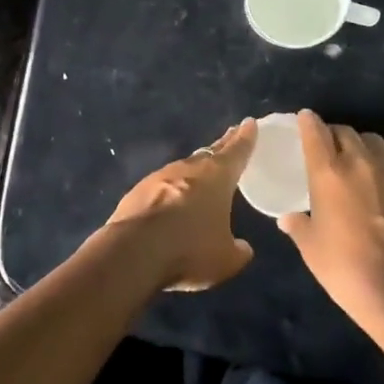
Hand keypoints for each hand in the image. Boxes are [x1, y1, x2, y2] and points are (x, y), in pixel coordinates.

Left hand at [100, 120, 258, 291]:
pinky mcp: (138, 191)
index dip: (245, 138)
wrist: (133, 250)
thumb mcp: (225, 260)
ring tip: (203, 172)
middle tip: (231, 136)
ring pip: (184, 168)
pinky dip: (171, 189)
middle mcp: (188, 169)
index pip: (236, 152)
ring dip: (195, 169)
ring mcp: (159, 177)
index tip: (249, 123)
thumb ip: (238, 251)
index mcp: (217, 177)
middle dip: (222, 145)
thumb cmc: (189, 249)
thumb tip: (243, 248)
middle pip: (210, 153)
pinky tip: (171, 200)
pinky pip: (162, 185)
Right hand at [278, 110, 383, 335]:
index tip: (305, 120)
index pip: (315, 132)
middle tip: (330, 152)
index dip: (308, 122)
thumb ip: (298, 225)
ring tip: (360, 160)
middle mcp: (359, 161)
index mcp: (327, 173)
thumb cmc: (344, 269)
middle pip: (344, 132)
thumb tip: (288, 217)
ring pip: (374, 139)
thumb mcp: (310, 247)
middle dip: (333, 136)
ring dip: (363, 145)